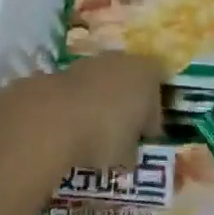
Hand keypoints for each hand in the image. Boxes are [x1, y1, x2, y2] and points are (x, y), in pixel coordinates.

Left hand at [23, 53, 165, 169]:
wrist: (54, 117)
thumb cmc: (105, 133)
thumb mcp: (128, 154)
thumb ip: (133, 151)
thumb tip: (129, 154)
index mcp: (149, 73)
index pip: (159, 96)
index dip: (152, 121)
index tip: (142, 141)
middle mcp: (124, 60)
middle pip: (132, 85)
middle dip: (127, 107)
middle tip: (120, 136)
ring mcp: (94, 61)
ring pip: (106, 84)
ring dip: (103, 103)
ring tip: (93, 134)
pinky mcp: (67, 68)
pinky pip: (82, 89)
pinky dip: (81, 104)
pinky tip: (74, 127)